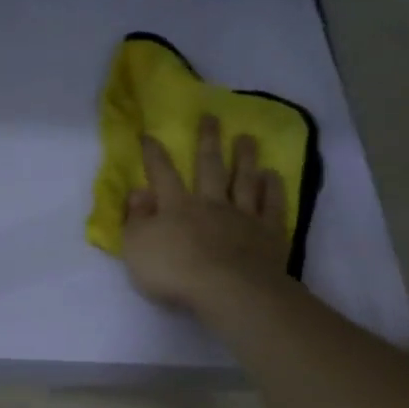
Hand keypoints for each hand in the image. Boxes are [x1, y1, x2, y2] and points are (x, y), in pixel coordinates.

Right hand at [120, 115, 291, 313]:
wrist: (227, 290)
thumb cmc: (174, 271)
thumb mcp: (137, 248)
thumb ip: (136, 219)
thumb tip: (137, 191)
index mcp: (176, 207)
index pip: (162, 174)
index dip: (154, 154)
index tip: (150, 134)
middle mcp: (210, 204)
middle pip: (209, 167)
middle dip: (208, 141)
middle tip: (211, 117)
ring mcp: (243, 216)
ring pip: (243, 180)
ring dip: (245, 158)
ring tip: (246, 138)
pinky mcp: (268, 233)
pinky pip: (271, 205)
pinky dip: (272, 189)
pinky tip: (272, 176)